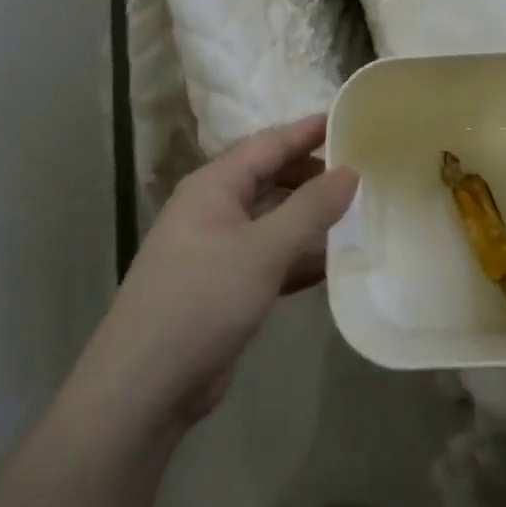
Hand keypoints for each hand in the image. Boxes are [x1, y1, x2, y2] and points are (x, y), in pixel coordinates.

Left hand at [94, 116, 357, 427]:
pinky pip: (270, 257)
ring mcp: (217, 250)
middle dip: (313, 175)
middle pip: (271, 179)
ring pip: (273, 220)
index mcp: (214, 186)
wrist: (143, 388)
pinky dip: (299, 257)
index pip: (269, 144)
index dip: (308, 131)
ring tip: (358, 213)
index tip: (348, 119)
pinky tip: (334, 263)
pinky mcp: (224, 287)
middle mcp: (213, 209)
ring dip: (310, 218)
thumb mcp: (263, 249)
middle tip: (362, 172)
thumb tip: (350, 170)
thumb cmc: (202, 300)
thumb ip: (311, 208)